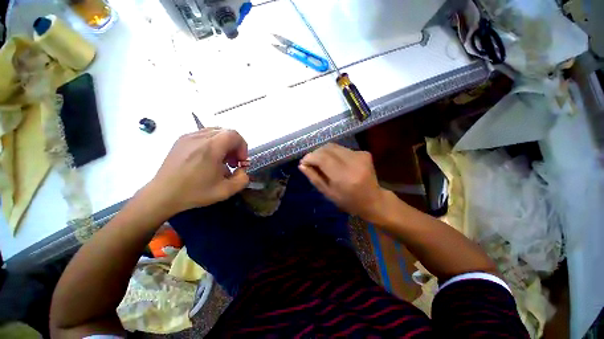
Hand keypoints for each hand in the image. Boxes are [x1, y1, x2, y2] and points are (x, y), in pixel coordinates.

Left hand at [144, 128, 249, 216]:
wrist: (163, 194)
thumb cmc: (194, 192)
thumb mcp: (225, 191)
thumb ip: (243, 179)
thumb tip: (242, 170)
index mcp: (211, 148)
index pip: (234, 135)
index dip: (242, 146)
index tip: (240, 161)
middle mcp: (199, 137)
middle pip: (226, 132)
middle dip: (235, 146)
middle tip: (233, 161)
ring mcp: (188, 136)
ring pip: (215, 132)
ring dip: (224, 144)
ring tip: (221, 160)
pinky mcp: (181, 139)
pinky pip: (204, 134)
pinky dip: (213, 143)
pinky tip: (208, 158)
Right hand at [299, 143, 386, 222]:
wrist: (373, 200)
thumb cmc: (348, 201)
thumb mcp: (328, 193)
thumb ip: (314, 178)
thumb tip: (301, 165)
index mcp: (344, 177)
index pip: (322, 158)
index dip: (310, 157)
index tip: (303, 162)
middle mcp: (353, 162)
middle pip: (328, 148)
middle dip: (316, 153)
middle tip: (311, 162)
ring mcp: (360, 155)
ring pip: (334, 146)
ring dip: (324, 153)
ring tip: (321, 162)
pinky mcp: (364, 153)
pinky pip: (343, 149)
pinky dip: (334, 154)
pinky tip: (335, 163)